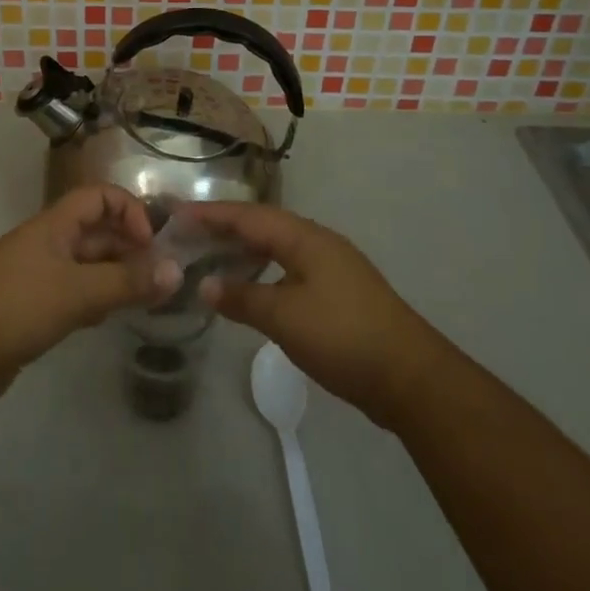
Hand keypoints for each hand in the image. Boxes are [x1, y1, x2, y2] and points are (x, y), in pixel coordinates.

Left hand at [0, 186, 182, 406]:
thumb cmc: (17, 305)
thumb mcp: (78, 292)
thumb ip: (126, 282)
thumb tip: (176, 271)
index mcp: (54, 225)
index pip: (98, 196)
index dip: (128, 210)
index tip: (150, 244)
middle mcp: (46, 243)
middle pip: (94, 231)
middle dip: (127, 246)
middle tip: (159, 276)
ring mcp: (36, 276)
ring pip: (85, 265)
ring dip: (114, 274)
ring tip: (143, 298)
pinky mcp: (29, 308)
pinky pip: (71, 293)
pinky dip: (93, 299)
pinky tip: (106, 319)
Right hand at [192, 203, 441, 427]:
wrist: (412, 378)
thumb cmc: (344, 337)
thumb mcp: (284, 318)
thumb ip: (243, 298)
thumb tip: (206, 285)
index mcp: (304, 238)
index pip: (248, 216)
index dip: (212, 213)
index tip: (178, 212)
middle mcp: (318, 243)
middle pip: (262, 226)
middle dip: (225, 227)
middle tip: (187, 232)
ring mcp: (332, 268)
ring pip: (277, 248)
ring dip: (244, 249)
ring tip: (211, 255)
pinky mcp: (339, 293)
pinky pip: (288, 268)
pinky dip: (262, 270)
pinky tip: (250, 287)